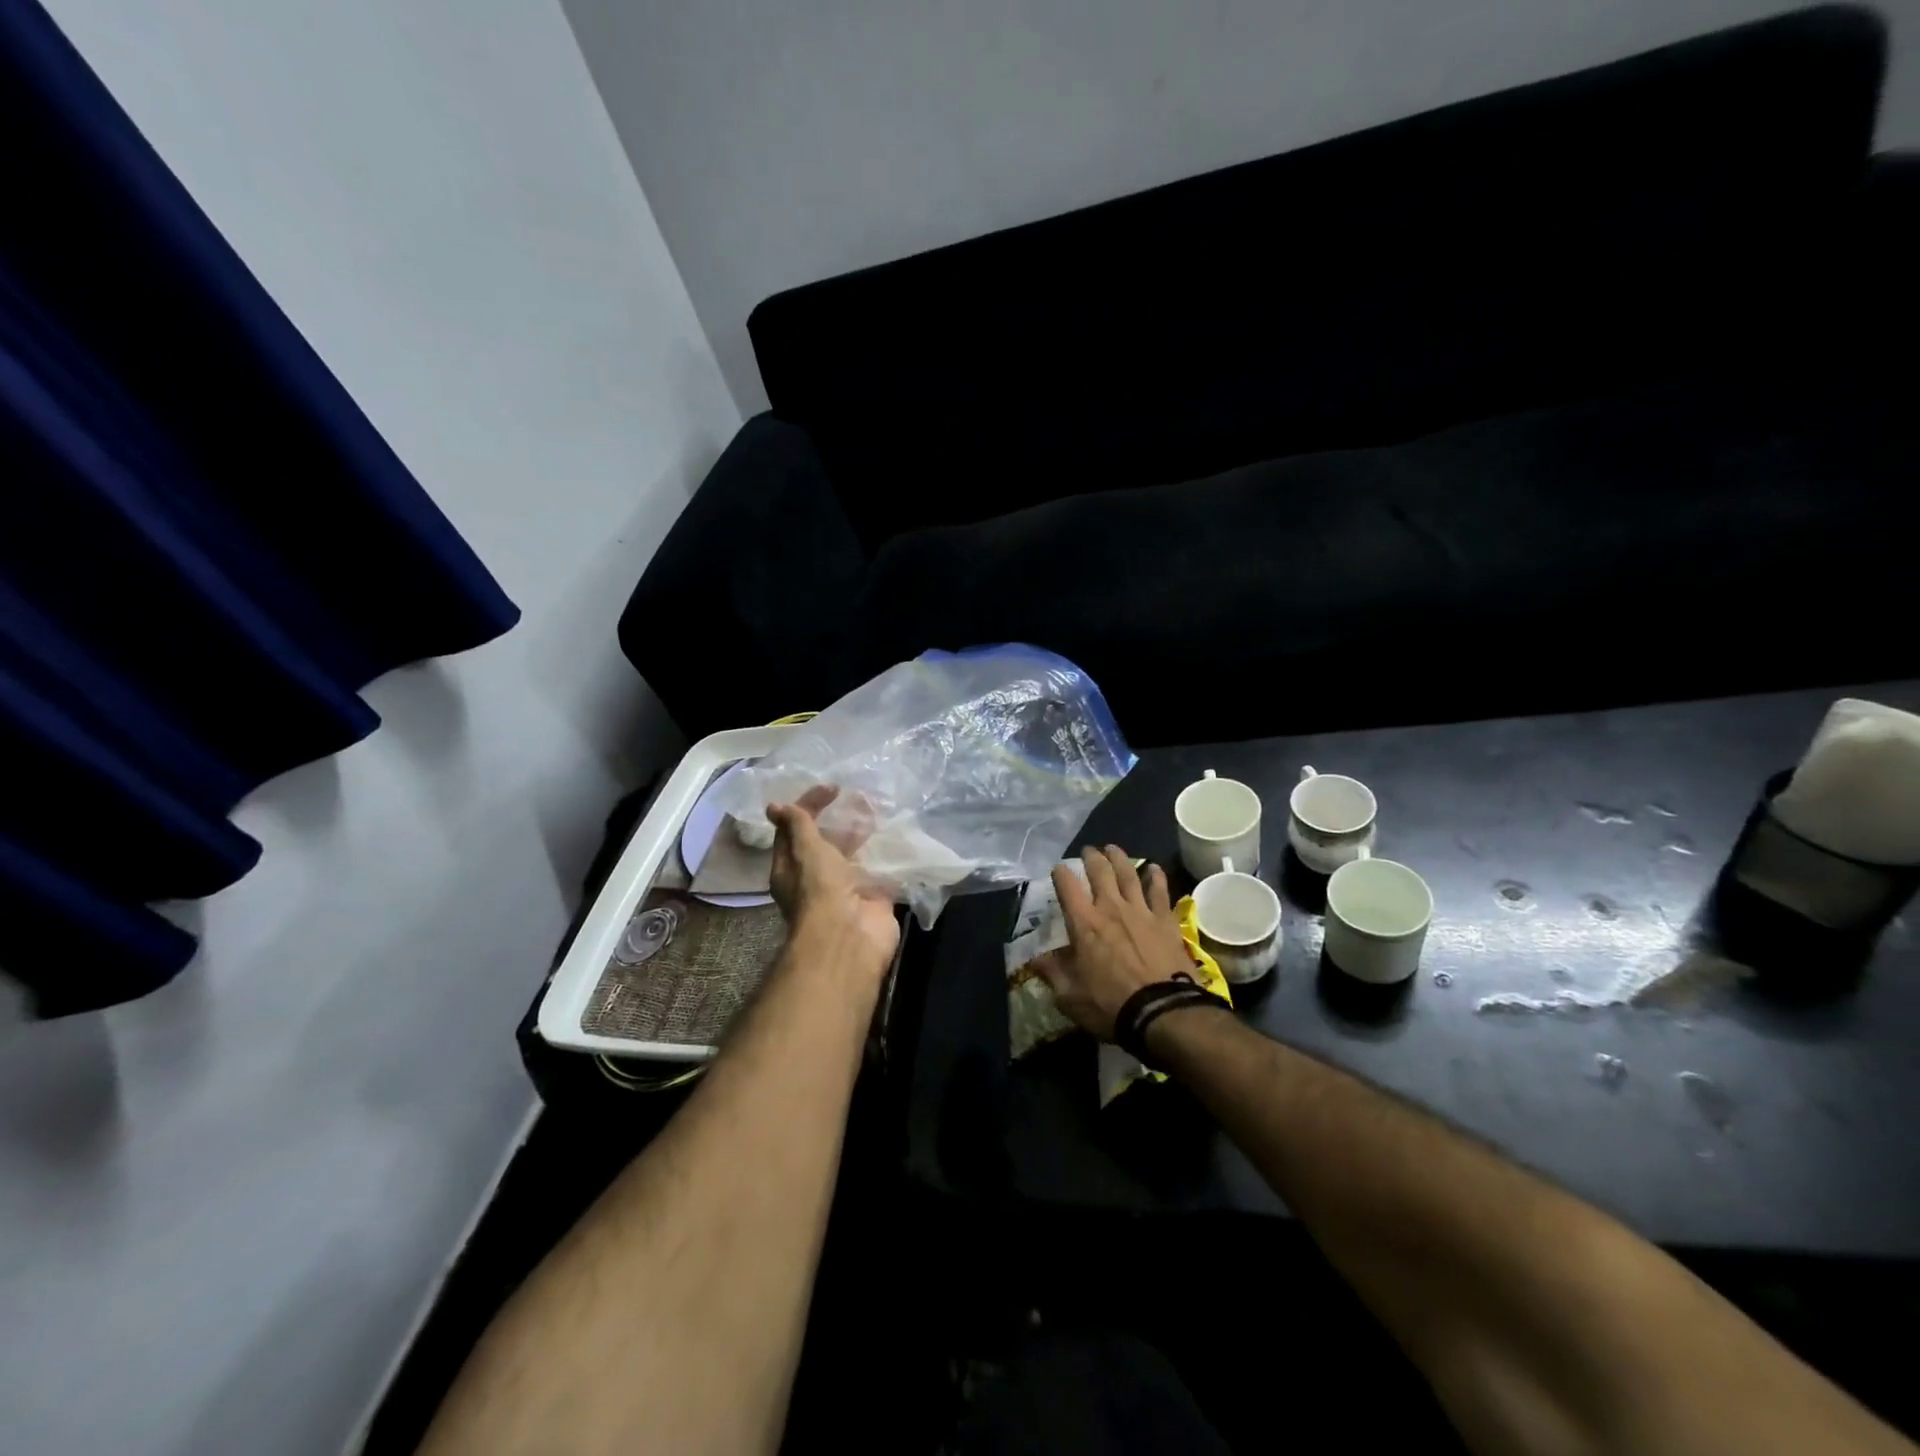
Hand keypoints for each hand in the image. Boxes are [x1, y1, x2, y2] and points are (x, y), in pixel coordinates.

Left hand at [767, 787, 899, 977]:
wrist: (850, 937)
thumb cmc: (820, 889)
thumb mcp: (805, 850)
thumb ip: (797, 825)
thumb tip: (775, 805)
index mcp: (791, 868)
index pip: (796, 828)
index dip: (810, 805)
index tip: (833, 788)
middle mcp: (817, 879)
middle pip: (827, 842)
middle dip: (841, 820)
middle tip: (861, 797)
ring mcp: (847, 889)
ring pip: (855, 856)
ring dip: (865, 835)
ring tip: (880, 810)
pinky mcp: (874, 898)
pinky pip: (880, 871)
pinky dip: (887, 855)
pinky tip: (898, 835)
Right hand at [1034, 846, 1192, 1040]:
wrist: (1162, 1012)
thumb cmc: (1110, 1005)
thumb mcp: (1070, 997)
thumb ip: (1053, 973)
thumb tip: (1036, 959)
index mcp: (1083, 923)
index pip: (1067, 886)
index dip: (1061, 873)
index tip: (1058, 869)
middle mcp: (1110, 908)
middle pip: (1100, 871)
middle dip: (1091, 857)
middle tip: (1089, 851)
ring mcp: (1140, 910)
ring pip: (1129, 873)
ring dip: (1119, 858)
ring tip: (1113, 849)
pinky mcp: (1165, 920)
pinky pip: (1160, 890)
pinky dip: (1156, 876)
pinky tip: (1154, 868)